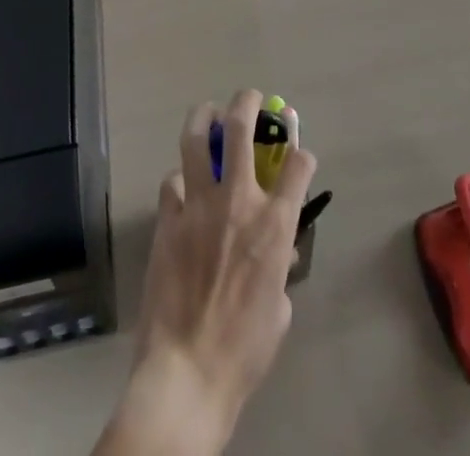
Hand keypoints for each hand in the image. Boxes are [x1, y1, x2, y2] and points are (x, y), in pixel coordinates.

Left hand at [94, 90, 317, 455]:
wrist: (187, 371)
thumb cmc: (244, 349)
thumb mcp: (278, 309)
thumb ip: (279, 268)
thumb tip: (274, 255)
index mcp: (275, 224)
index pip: (298, 166)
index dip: (301, 152)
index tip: (299, 152)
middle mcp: (238, 201)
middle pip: (242, 130)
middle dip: (248, 103)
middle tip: (250, 97)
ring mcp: (198, 205)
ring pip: (197, 140)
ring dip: (205, 118)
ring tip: (209, 112)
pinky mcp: (168, 219)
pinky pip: (172, 183)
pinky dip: (180, 180)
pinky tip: (182, 189)